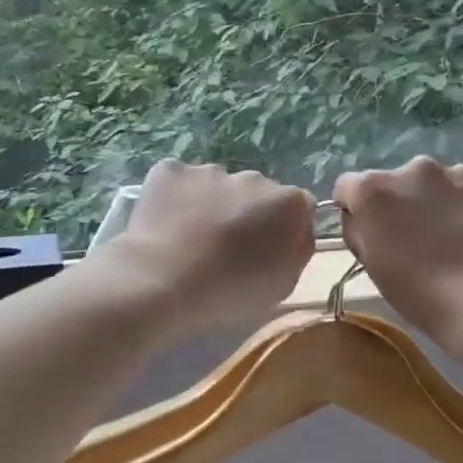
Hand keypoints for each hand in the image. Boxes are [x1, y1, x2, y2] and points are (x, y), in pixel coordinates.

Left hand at [100, 160, 315, 333]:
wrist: (164, 283)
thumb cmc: (230, 292)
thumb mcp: (284, 284)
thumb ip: (298, 249)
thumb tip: (297, 231)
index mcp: (288, 202)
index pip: (298, 206)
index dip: (285, 228)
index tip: (268, 250)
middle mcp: (253, 177)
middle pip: (257, 192)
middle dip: (247, 212)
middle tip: (227, 248)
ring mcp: (209, 170)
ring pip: (217, 185)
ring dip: (211, 204)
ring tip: (191, 239)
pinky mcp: (170, 170)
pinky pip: (180, 181)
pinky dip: (176, 198)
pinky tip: (166, 225)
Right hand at [334, 157, 462, 353]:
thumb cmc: (420, 294)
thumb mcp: (372, 266)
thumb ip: (359, 230)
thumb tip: (361, 216)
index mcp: (374, 190)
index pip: (349, 186)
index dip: (356, 207)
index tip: (369, 230)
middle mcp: (415, 169)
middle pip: (399, 180)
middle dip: (403, 201)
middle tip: (416, 238)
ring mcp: (460, 174)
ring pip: (441, 182)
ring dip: (440, 201)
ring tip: (455, 239)